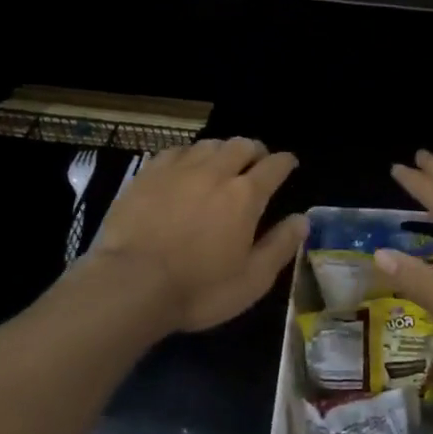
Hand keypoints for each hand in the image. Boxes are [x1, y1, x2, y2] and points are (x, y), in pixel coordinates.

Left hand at [87, 138, 307, 334]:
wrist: (130, 284)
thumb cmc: (198, 289)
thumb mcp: (252, 280)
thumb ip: (280, 246)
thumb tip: (302, 219)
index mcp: (245, 195)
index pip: (274, 166)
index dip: (285, 162)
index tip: (289, 164)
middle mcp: (215, 171)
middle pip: (242, 145)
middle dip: (255, 151)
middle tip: (256, 163)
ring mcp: (178, 169)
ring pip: (209, 144)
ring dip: (222, 151)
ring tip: (222, 164)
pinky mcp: (148, 174)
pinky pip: (175, 151)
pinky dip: (188, 155)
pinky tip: (184, 168)